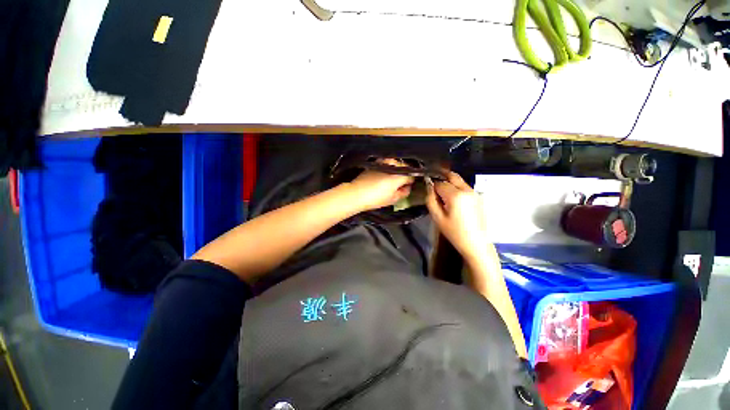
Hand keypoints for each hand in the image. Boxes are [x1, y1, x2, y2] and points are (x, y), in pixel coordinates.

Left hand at [347, 159, 414, 211]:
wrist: (356, 193)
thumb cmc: (376, 198)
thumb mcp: (393, 199)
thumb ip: (404, 192)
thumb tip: (407, 188)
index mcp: (400, 174)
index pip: (411, 176)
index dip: (410, 183)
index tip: (406, 188)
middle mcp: (393, 165)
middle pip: (404, 168)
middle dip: (403, 175)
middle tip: (399, 185)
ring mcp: (383, 162)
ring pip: (395, 164)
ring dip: (396, 170)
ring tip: (391, 180)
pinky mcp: (375, 163)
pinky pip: (386, 164)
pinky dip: (387, 168)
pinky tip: (383, 176)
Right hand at [426, 171, 487, 260]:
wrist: (476, 243)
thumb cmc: (454, 232)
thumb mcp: (437, 217)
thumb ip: (431, 200)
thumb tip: (429, 187)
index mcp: (455, 195)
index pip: (439, 183)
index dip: (432, 186)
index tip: (429, 193)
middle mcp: (466, 190)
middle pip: (451, 176)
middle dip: (441, 178)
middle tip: (434, 186)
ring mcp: (474, 192)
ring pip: (459, 180)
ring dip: (449, 183)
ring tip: (443, 195)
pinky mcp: (478, 196)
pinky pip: (464, 187)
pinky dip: (456, 188)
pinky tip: (453, 200)